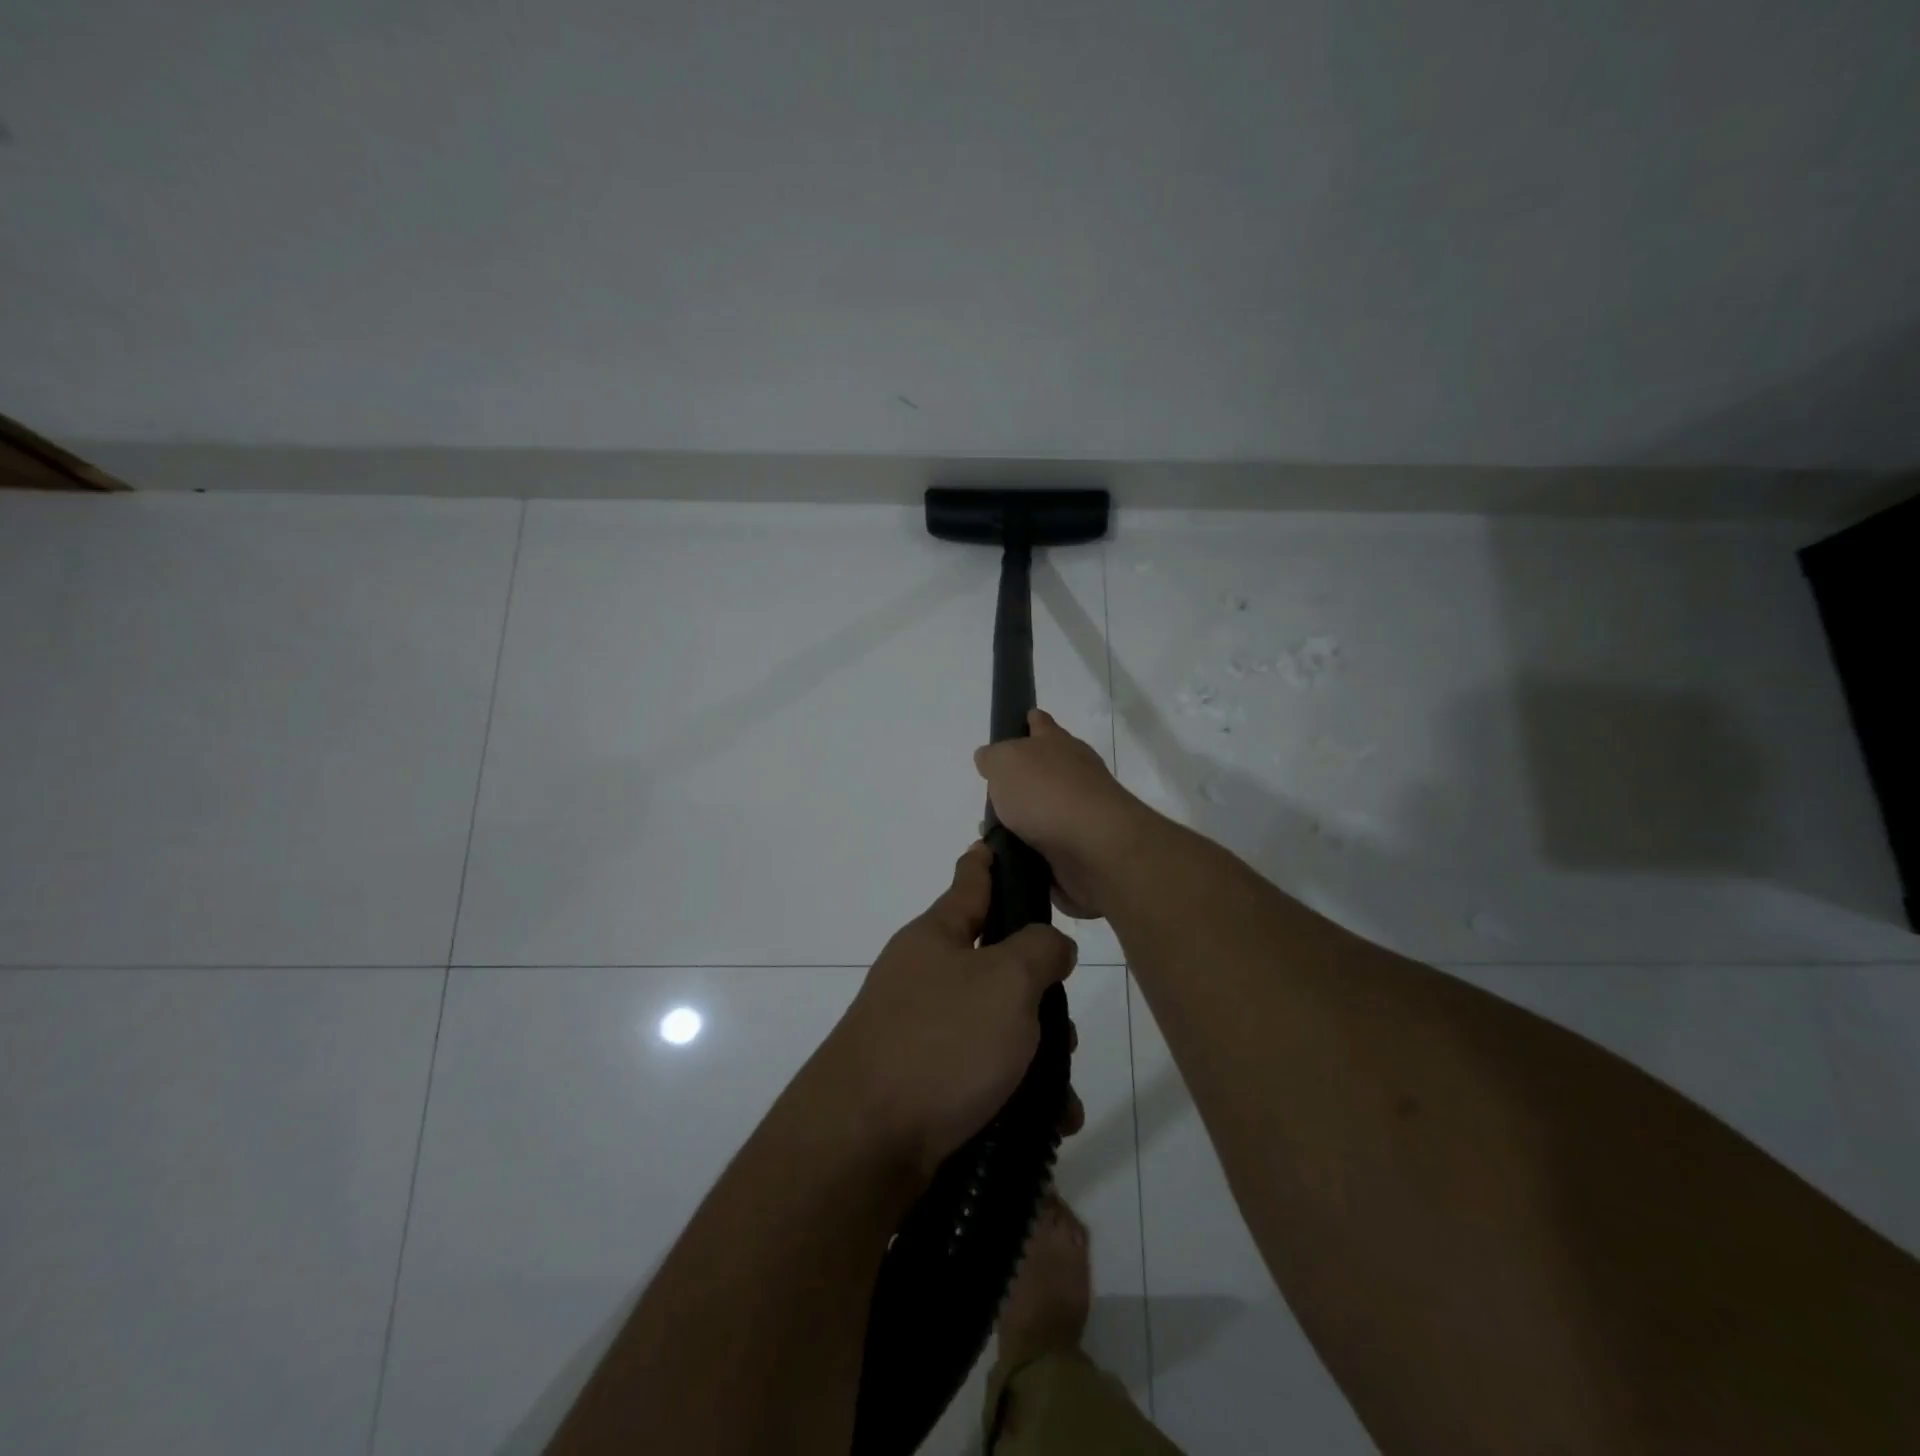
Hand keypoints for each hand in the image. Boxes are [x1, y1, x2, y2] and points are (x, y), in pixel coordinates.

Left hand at [815, 842, 1080, 1183]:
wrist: (862, 1144)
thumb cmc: (940, 1043)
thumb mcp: (1006, 981)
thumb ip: (1039, 950)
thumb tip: (1049, 945)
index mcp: (936, 937)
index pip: (969, 882)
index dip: (986, 861)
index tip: (993, 841)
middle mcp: (923, 977)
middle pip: (993, 965)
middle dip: (1037, 992)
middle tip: (1064, 1022)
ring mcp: (918, 1031)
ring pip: (994, 1026)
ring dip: (1036, 1054)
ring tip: (1062, 1094)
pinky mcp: (921, 1084)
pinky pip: (982, 1075)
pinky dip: (1016, 1092)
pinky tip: (1045, 1123)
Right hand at [974, 709, 1158, 920]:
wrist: (1094, 847)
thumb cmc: (1046, 793)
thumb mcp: (1005, 762)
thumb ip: (994, 757)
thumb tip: (990, 759)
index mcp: (1057, 744)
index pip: (1041, 724)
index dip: (1030, 721)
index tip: (1023, 721)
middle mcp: (1074, 773)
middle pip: (1045, 768)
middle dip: (1023, 777)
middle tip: (994, 791)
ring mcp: (1081, 811)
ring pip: (1045, 810)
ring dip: (1023, 819)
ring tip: (991, 832)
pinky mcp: (1082, 847)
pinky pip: (1048, 846)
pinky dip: (1031, 850)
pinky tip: (1009, 857)